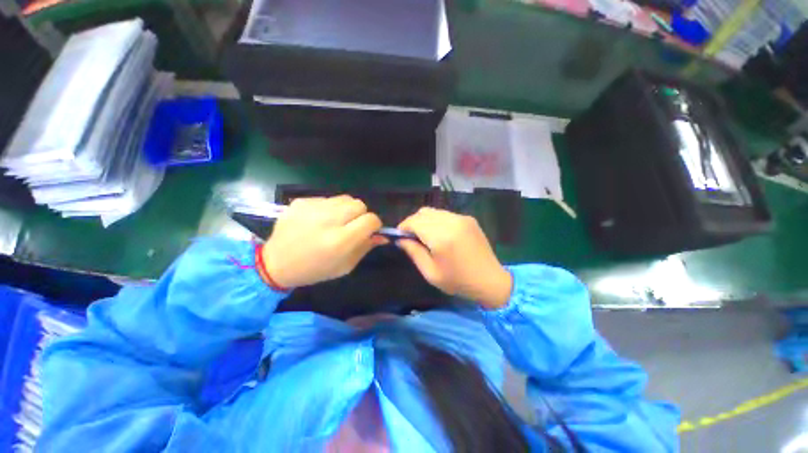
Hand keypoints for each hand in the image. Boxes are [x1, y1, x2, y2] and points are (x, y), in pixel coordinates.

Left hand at [262, 195, 383, 287]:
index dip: (374, 225)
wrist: (275, 264)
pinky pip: (327, 199)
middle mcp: (328, 220)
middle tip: (351, 226)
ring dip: (346, 210)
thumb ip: (365, 248)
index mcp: (340, 240)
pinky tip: (318, 220)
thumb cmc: (315, 270)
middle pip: (359, 204)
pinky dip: (329, 208)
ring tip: (335, 221)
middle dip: (361, 215)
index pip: (370, 220)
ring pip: (345, 198)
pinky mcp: (301, 202)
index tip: (369, 231)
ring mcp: (312, 208)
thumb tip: (382, 236)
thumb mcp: (345, 266)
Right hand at [397, 208, 512, 308]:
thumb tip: (400, 239)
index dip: (403, 227)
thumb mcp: (430, 272)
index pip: (414, 222)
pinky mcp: (468, 219)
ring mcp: (462, 218)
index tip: (400, 237)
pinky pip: (445, 214)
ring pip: (434, 212)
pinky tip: (441, 235)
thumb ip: (413, 252)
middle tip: (412, 238)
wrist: (490, 280)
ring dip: (425, 221)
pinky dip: (437, 221)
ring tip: (426, 236)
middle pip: (423, 213)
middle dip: (413, 223)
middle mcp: (452, 222)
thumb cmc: (458, 281)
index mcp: (441, 237)